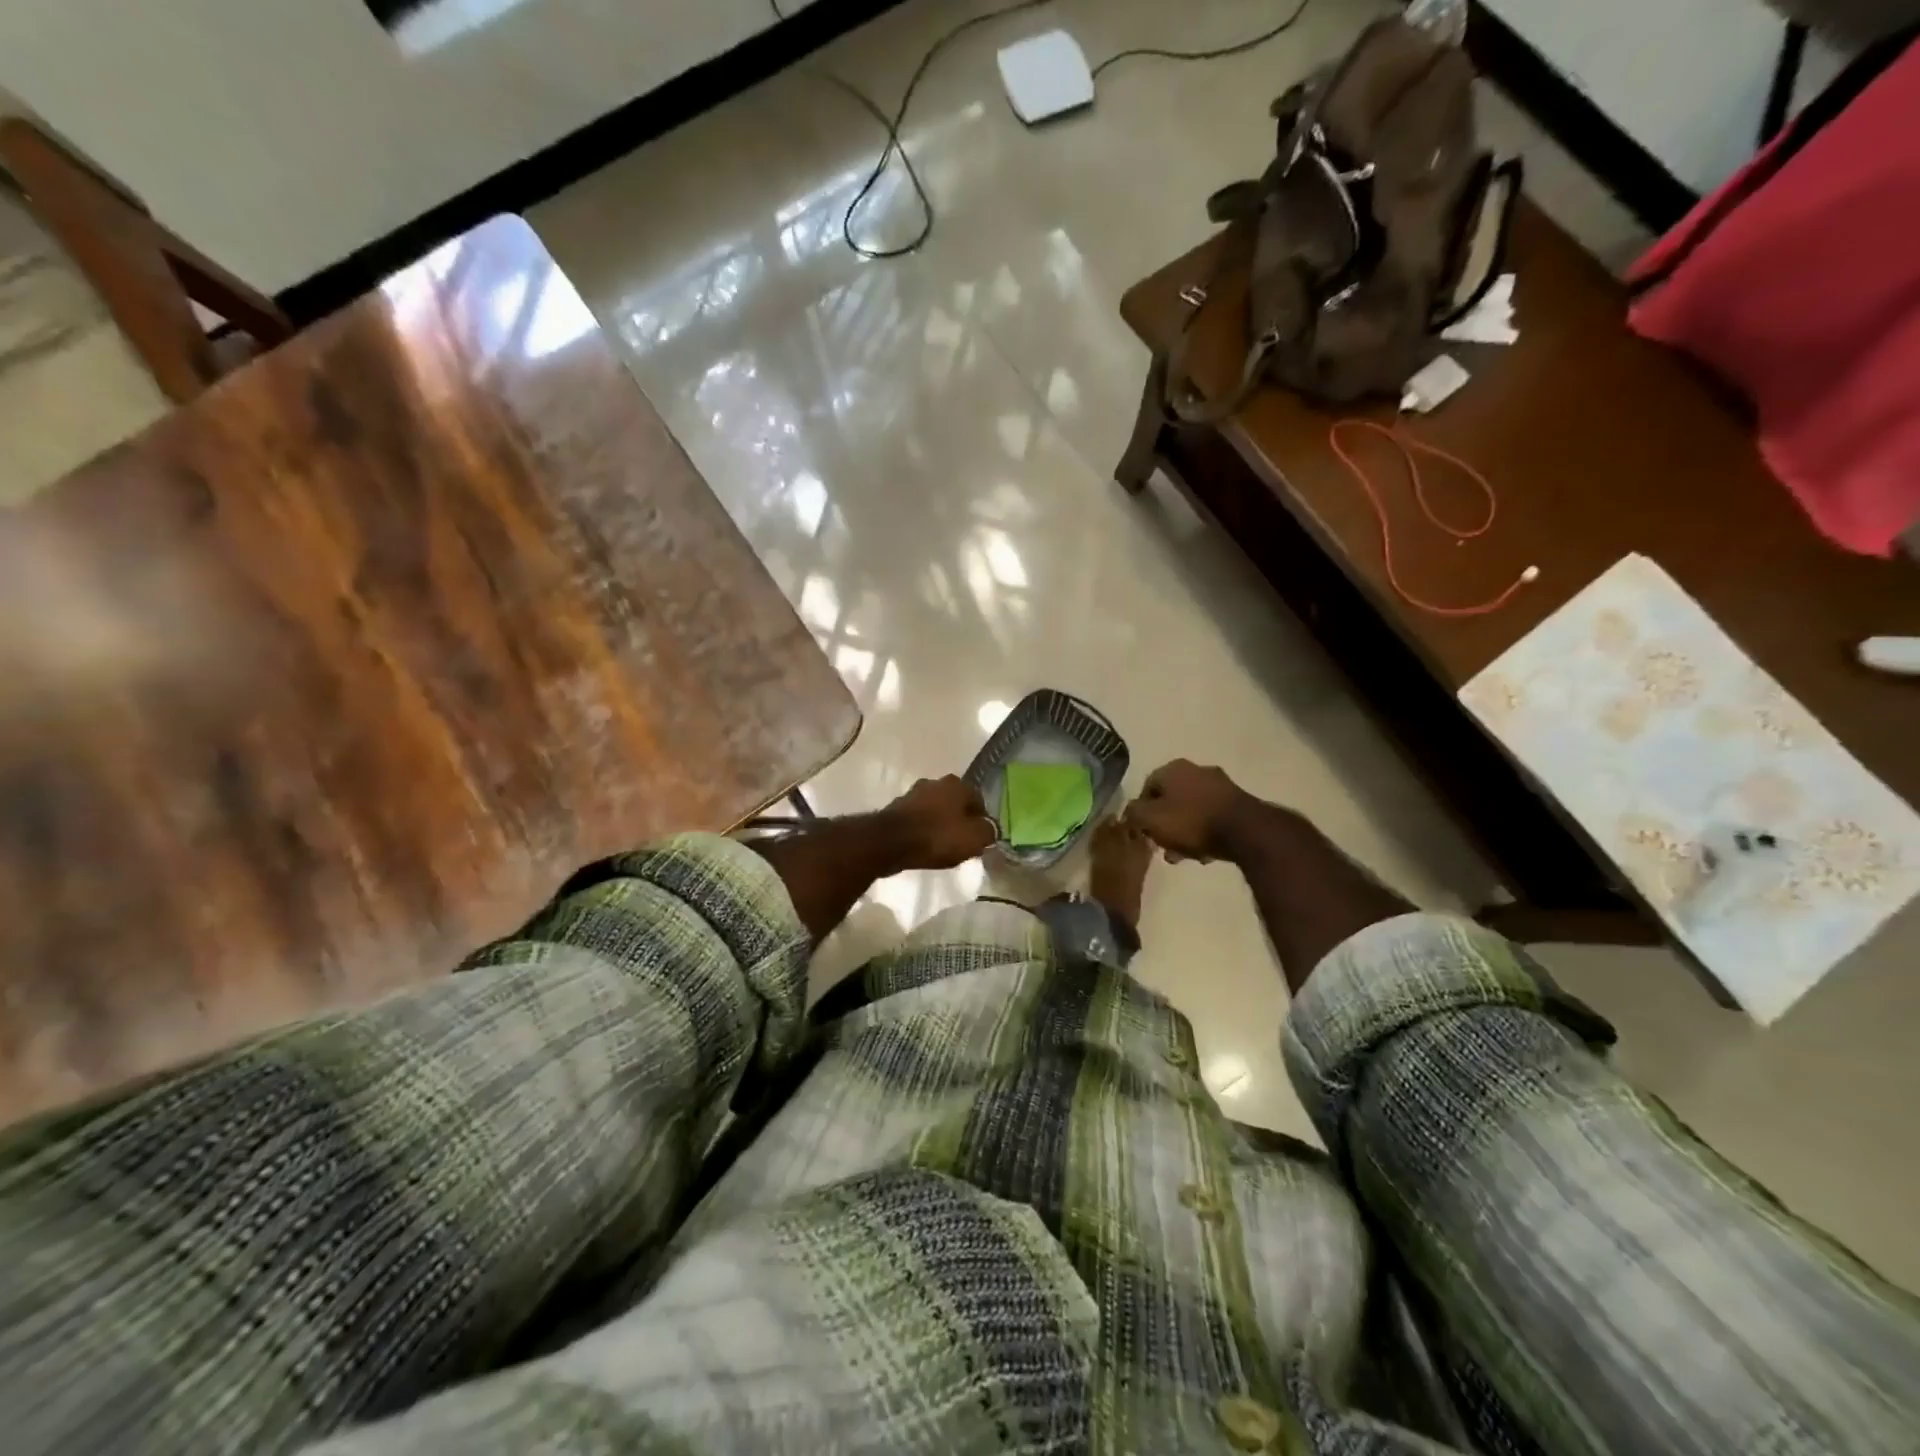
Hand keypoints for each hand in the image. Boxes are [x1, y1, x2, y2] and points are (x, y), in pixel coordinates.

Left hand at [884, 775, 997, 869]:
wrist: (890, 842)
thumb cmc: (938, 836)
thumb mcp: (974, 838)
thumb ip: (988, 831)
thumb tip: (990, 829)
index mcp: (957, 784)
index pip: (979, 801)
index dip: (982, 822)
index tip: (980, 840)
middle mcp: (935, 782)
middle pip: (956, 804)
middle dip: (960, 821)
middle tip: (962, 843)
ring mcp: (913, 793)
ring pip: (936, 810)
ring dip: (940, 825)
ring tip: (943, 847)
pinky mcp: (896, 808)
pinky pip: (918, 820)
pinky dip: (923, 830)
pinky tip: (924, 846)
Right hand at [1125, 759, 1257, 862]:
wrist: (1244, 830)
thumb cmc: (1191, 821)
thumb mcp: (1151, 819)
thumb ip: (1134, 814)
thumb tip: (1130, 812)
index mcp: (1172, 768)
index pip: (1146, 787)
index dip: (1141, 812)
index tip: (1144, 833)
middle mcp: (1196, 769)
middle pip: (1170, 800)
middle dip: (1165, 825)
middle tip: (1164, 847)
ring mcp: (1220, 784)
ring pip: (1191, 810)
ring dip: (1185, 832)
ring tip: (1185, 856)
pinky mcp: (1238, 801)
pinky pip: (1211, 816)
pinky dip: (1205, 832)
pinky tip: (1205, 852)